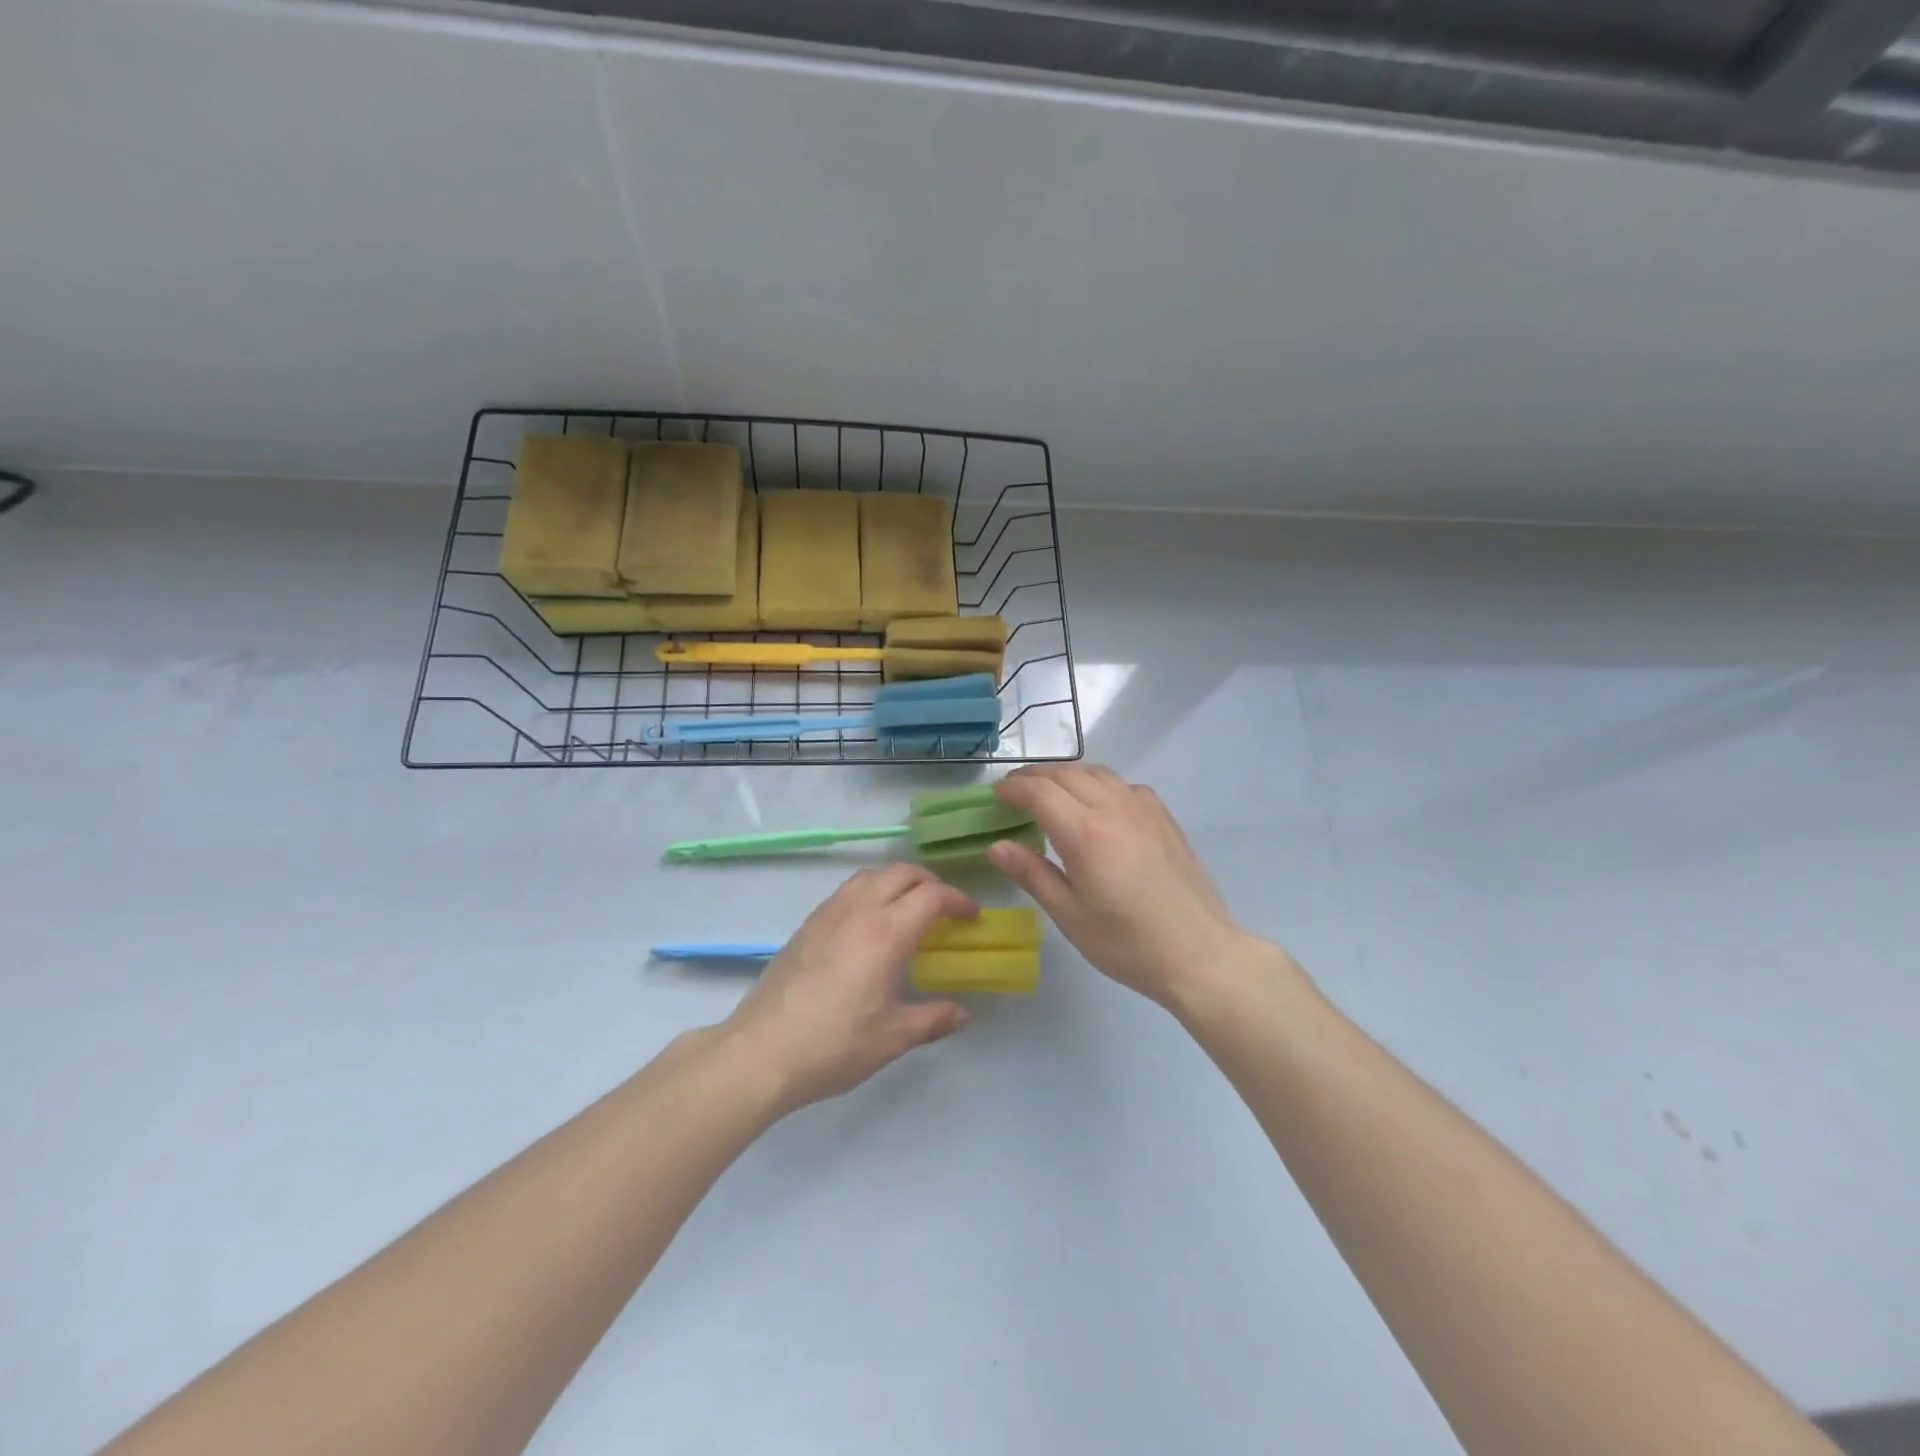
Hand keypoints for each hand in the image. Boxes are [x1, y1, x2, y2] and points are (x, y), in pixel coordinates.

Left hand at [722, 864, 976, 1112]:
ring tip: (907, 911)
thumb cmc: (834, 1045)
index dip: (958, 900)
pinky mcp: (807, 925)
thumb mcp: (892, 1038)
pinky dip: (869, 893)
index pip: (931, 896)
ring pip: (870, 875)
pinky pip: (846, 891)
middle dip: (930, 883)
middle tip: (944, 909)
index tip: (971, 917)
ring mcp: (828, 914)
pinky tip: (869, 927)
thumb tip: (962, 1014)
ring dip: (896, 882)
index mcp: (886, 933)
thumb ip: (932, 1020)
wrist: (762, 1052)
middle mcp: (858, 911)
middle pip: (901, 872)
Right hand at [990, 765, 1278, 1007]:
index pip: (1040, 792)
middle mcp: (1114, 809)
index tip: (996, 794)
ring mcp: (1144, 809)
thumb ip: (1032, 875)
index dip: (1013, 788)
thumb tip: (997, 846)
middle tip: (1015, 790)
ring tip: (1050, 790)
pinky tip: (1098, 804)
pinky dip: (1100, 783)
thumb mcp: (1070, 916)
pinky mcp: (1164, 818)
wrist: (1200, 954)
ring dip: (1067, 774)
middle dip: (1035, 777)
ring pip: (1097, 773)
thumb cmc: (1127, 944)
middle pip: (1067, 774)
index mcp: (1085, 834)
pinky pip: (1124, 785)